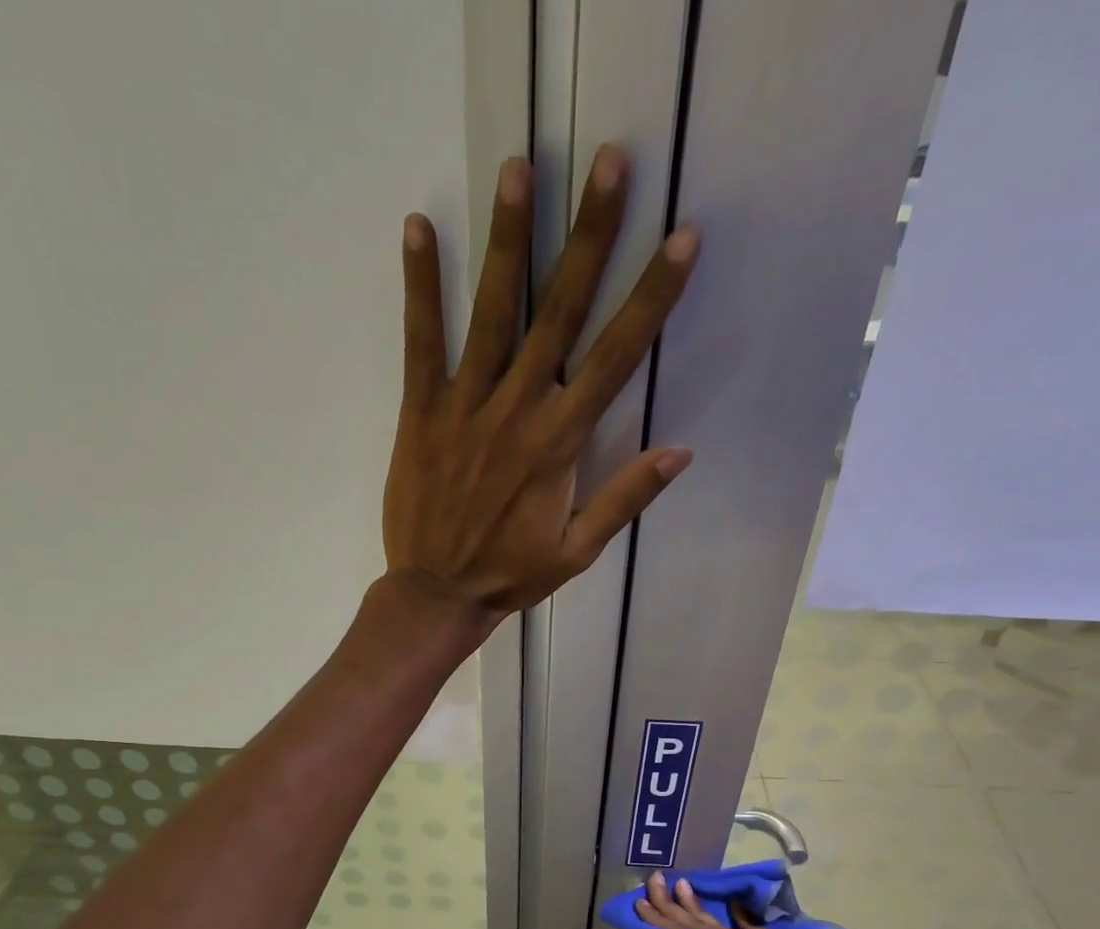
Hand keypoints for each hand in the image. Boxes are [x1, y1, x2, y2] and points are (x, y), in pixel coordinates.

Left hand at [382, 146, 698, 627]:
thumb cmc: (511, 575)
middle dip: (588, 236)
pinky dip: (420, 286)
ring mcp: (465, 406)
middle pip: (560, 313)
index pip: (615, 357)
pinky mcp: (420, 412)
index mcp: (560, 443)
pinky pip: (420, 341)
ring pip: (492, 313)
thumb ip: (624, 498)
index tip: (679, 238)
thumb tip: (681, 452)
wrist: (436, 594)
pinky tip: (418, 227)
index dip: (650, 297)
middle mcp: (517, 410)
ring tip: (518, 170)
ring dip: (507, 239)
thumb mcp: (577, 551)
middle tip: (609, 163)